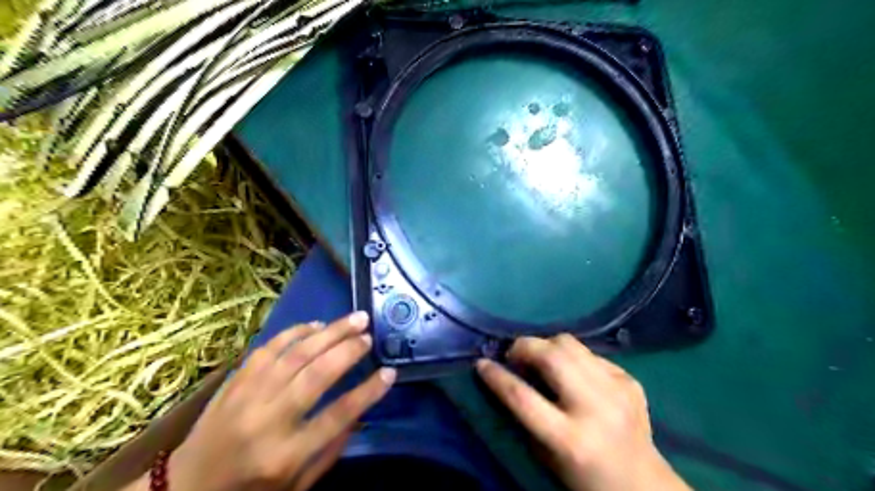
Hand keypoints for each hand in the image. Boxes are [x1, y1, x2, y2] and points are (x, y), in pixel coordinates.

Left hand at [165, 312, 396, 490]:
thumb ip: (330, 451)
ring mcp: (247, 396)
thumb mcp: (296, 486)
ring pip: (295, 354)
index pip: (337, 416)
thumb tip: (360, 412)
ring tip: (354, 319)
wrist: (184, 488)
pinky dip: (296, 332)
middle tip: (370, 334)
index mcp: (285, 455)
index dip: (368, 392)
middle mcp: (267, 420)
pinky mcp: (235, 380)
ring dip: (329, 333)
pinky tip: (317, 325)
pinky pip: (269, 347)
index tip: (390, 372)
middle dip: (348, 350)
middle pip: (316, 375)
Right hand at [478, 335, 690, 490]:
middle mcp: (595, 408)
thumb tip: (509, 374)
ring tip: (541, 357)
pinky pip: (590, 353)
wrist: (642, 483)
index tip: (481, 363)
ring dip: (547, 345)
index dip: (496, 376)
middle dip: (524, 346)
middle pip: (550, 356)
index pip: (522, 397)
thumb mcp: (547, 455)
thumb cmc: (584, 477)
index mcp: (569, 439)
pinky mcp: (630, 380)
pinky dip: (573, 357)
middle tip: (514, 354)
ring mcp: (617, 390)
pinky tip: (574, 373)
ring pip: (570, 344)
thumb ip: (526, 415)